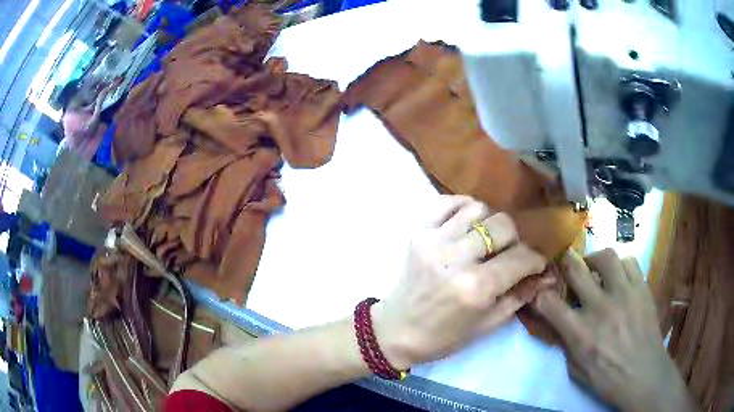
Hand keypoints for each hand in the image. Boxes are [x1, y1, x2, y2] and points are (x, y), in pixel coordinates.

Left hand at [372, 195, 546, 369]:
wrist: (396, 330)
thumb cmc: (444, 336)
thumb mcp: (487, 324)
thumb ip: (520, 296)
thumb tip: (547, 275)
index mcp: (476, 288)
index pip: (521, 257)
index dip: (535, 259)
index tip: (535, 264)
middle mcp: (457, 259)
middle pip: (503, 225)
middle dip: (515, 239)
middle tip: (510, 252)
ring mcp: (434, 241)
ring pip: (478, 208)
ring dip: (490, 222)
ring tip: (487, 239)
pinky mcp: (417, 232)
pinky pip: (446, 202)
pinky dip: (463, 206)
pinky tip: (467, 223)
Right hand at [533, 249, 694, 411]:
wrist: (644, 375)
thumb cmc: (608, 379)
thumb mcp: (577, 371)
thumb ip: (567, 345)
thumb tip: (560, 325)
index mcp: (580, 333)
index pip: (549, 304)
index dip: (539, 294)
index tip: (539, 292)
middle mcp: (600, 307)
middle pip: (576, 270)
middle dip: (566, 263)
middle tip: (568, 264)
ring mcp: (624, 293)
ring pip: (605, 257)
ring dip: (595, 260)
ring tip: (596, 268)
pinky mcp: (642, 288)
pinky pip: (629, 262)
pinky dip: (621, 265)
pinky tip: (619, 277)